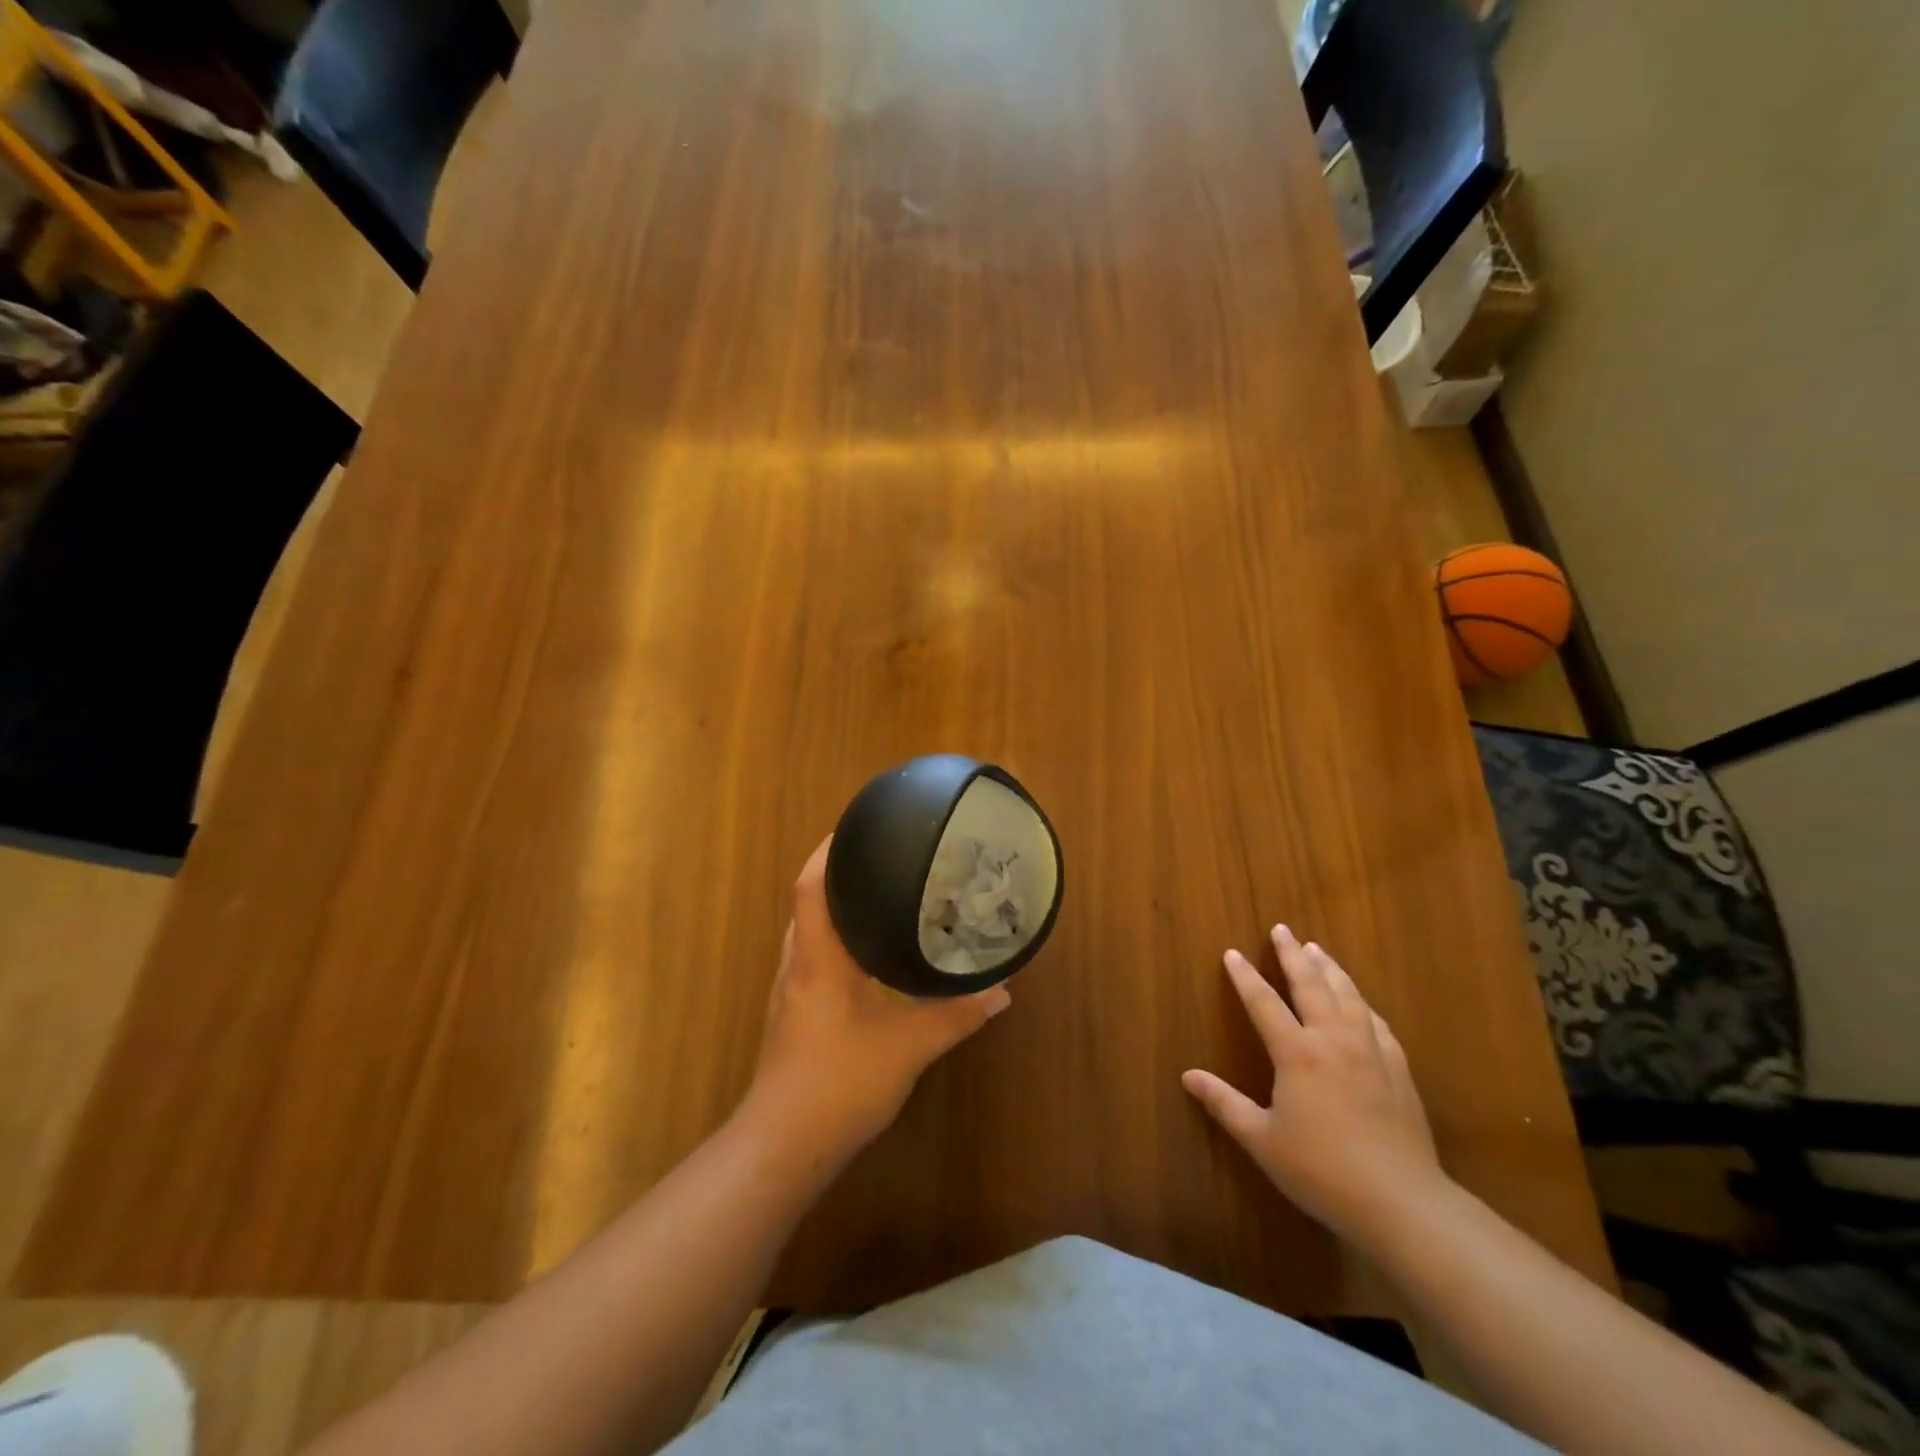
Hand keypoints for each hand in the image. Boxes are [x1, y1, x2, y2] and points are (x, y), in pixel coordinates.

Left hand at [746, 837, 1011, 1167]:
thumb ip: (956, 1015)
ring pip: (809, 933)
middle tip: (882, 861)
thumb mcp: (909, 1047)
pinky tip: (866, 959)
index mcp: (818, 958)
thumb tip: (1002, 990)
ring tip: (878, 900)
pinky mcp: (790, 1014)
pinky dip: (835, 944)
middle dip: (838, 876)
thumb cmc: (840, 1082)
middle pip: (808, 903)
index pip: (811, 886)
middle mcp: (797, 965)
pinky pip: (811, 959)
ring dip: (835, 911)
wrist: (783, 1146)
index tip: (855, 829)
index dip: (828, 851)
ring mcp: (789, 991)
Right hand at [1182, 925, 1444, 1244]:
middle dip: (1293, 955)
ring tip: (1318, 949)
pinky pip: (1377, 1023)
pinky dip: (1363, 1004)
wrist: (1401, 1203)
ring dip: (1330, 969)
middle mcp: (1333, 1040)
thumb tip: (1188, 1076)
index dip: (1245, 976)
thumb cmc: (1322, 1170)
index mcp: (1297, 1053)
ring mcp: (1371, 1053)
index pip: (1263, 1002)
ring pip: (1348, 996)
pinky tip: (1361, 1003)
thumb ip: (1224, 1103)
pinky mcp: (1399, 1071)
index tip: (1232, 953)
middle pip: (1311, 985)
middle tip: (1282, 930)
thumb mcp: (1262, 1139)